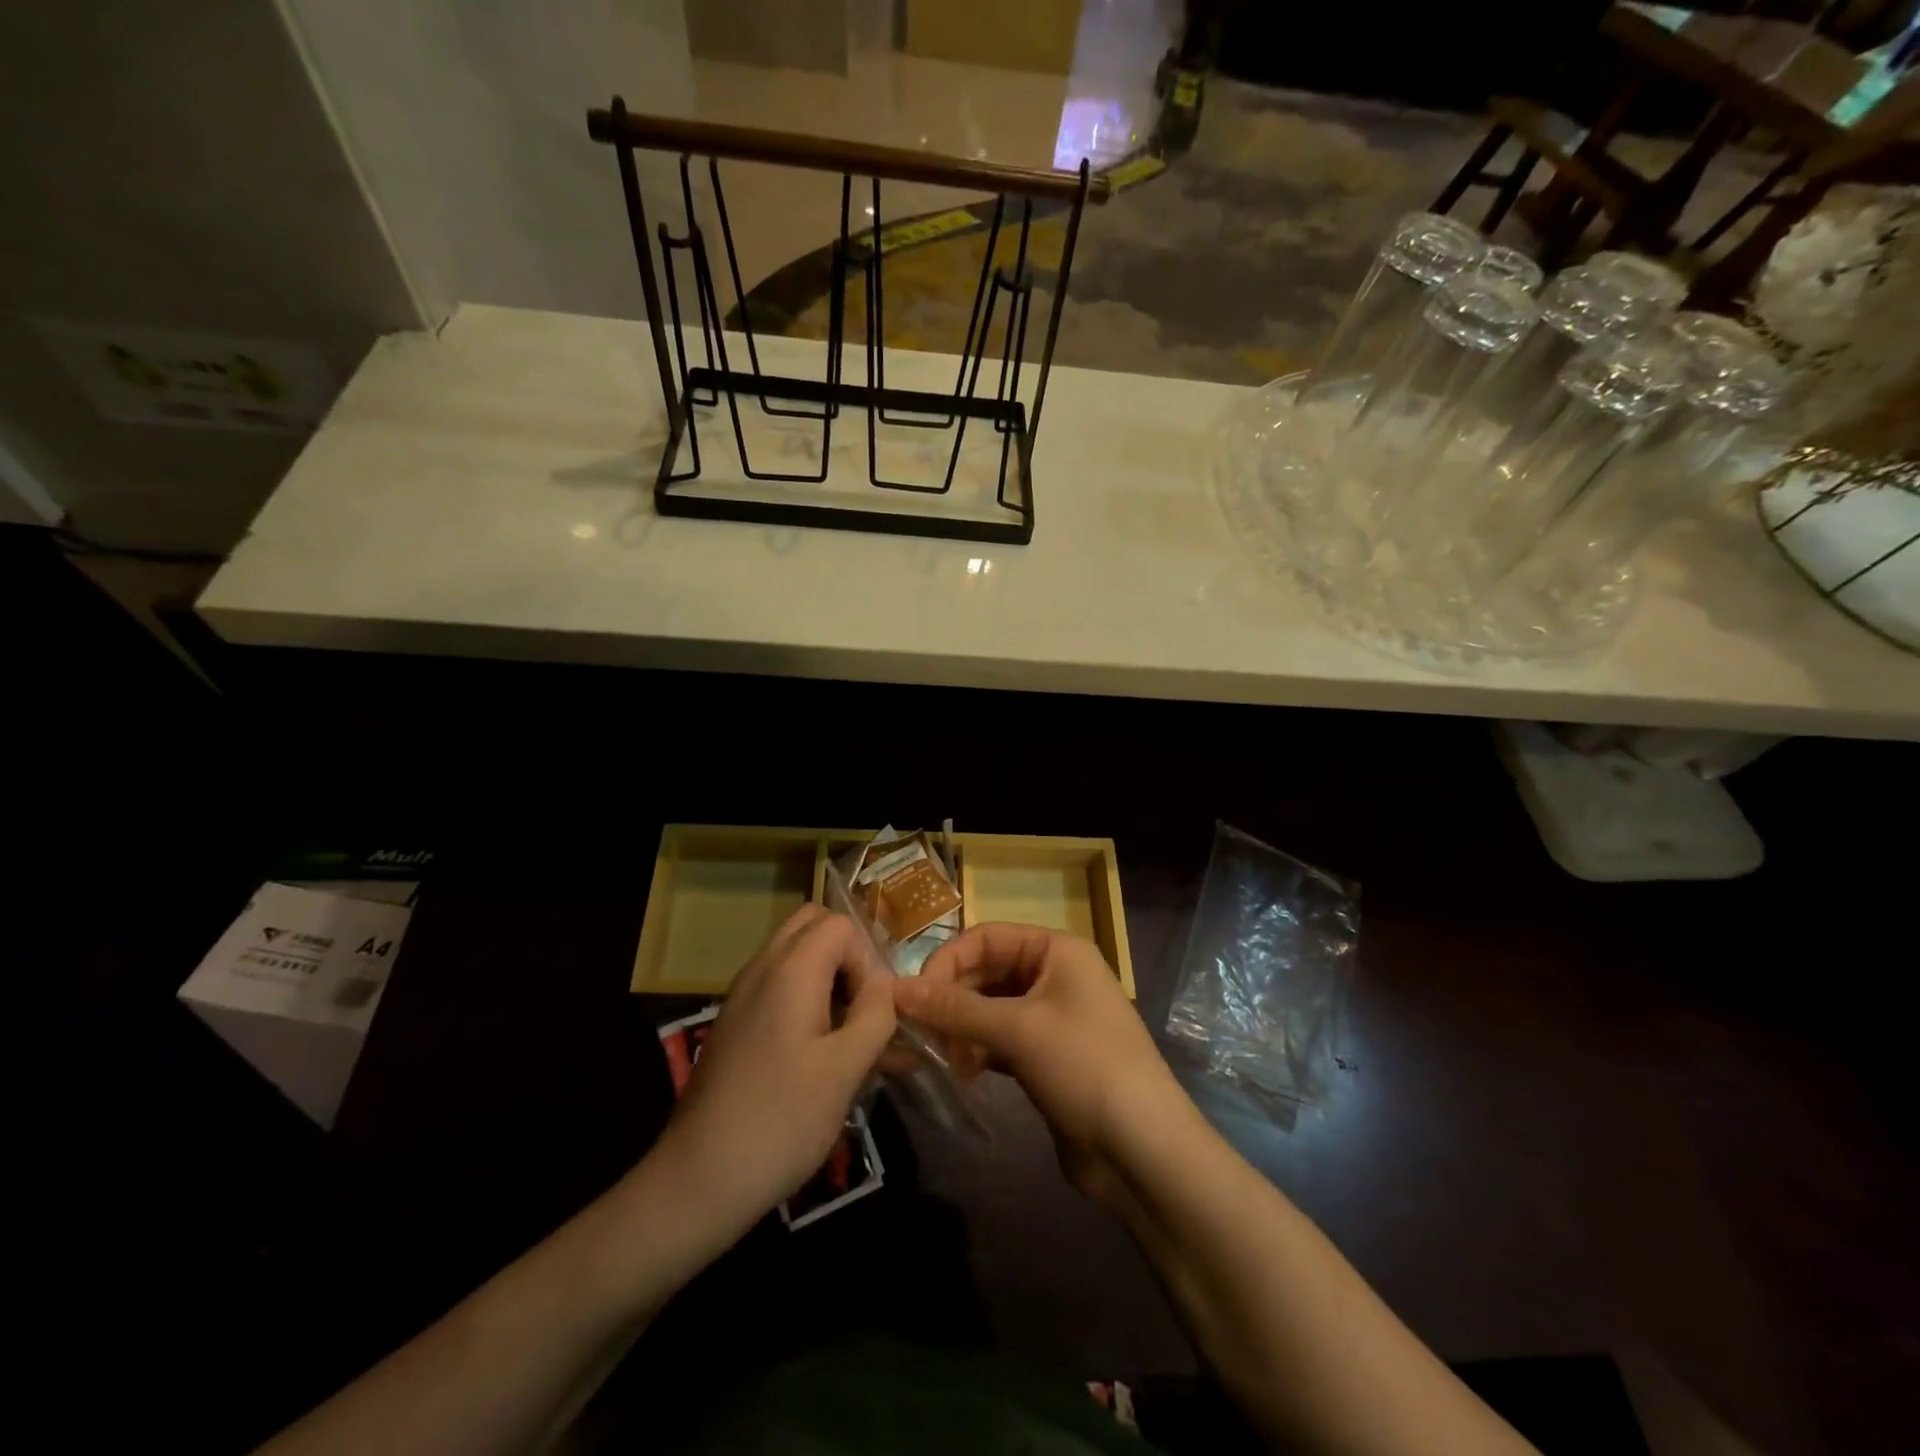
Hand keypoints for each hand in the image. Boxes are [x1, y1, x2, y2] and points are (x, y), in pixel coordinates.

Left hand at [650, 907, 895, 1237]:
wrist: (698, 1181)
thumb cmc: (781, 1121)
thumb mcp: (845, 1069)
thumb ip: (876, 1015)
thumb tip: (887, 987)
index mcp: (790, 970)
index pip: (841, 925)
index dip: (867, 959)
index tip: (873, 1011)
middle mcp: (762, 969)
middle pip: (812, 927)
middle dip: (848, 957)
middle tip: (864, 1007)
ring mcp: (743, 996)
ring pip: (796, 957)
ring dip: (830, 980)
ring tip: (856, 1037)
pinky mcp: (736, 1025)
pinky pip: (779, 988)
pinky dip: (808, 1001)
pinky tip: (827, 1056)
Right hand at [895, 924, 1188, 1201]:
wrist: (1142, 1149)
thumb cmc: (1085, 1066)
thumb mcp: (1018, 1030)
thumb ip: (955, 1008)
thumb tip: (895, 989)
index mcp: (1056, 950)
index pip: (986, 937)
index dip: (947, 961)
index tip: (913, 997)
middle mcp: (1054, 974)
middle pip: (986, 971)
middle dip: (952, 999)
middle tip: (921, 1033)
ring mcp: (1052, 1016)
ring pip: (990, 1007)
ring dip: (962, 1027)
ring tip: (942, 1057)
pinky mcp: (1046, 1055)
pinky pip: (1000, 1038)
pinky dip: (978, 1050)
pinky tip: (964, 1072)